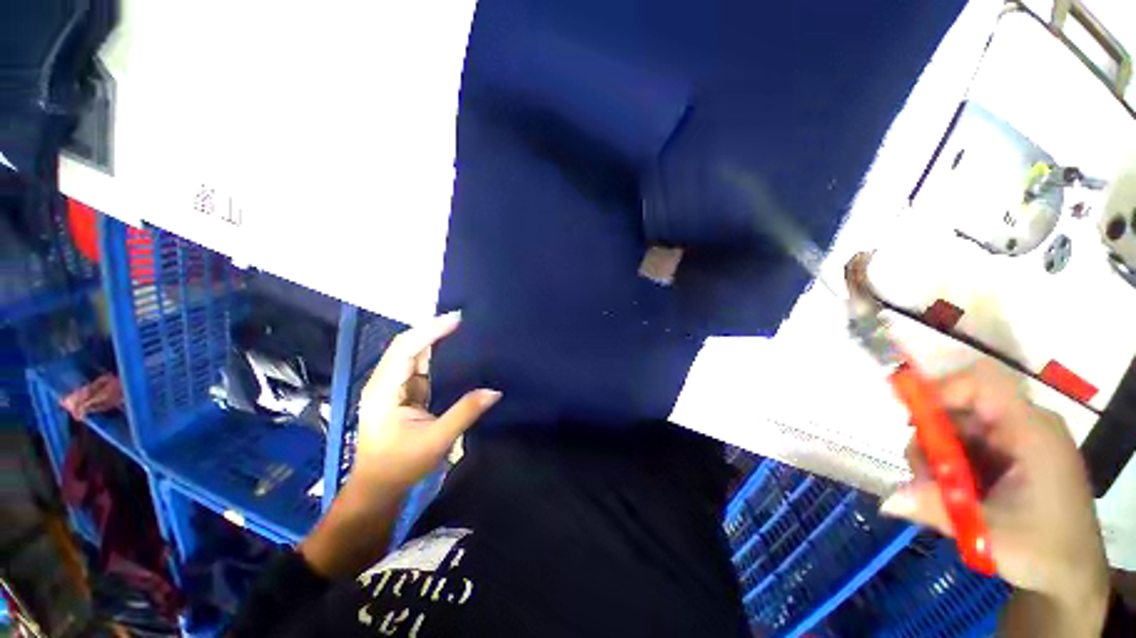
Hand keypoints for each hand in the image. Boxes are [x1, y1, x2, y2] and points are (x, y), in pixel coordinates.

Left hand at [350, 311, 500, 493]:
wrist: (378, 489)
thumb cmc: (401, 466)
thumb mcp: (436, 440)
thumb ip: (465, 413)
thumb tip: (494, 391)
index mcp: (384, 390)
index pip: (406, 349)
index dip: (430, 331)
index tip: (457, 319)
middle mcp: (385, 382)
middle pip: (406, 345)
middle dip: (432, 329)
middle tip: (462, 318)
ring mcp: (393, 386)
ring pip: (413, 353)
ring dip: (433, 338)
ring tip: (459, 326)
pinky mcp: (403, 393)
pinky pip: (420, 365)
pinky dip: (435, 353)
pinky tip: (452, 348)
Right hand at [880, 359, 1107, 623]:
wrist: (1072, 574)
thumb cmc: (1044, 549)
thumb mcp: (990, 534)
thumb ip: (939, 509)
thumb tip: (889, 499)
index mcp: (1030, 431)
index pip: (982, 383)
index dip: (941, 389)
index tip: (911, 419)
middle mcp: (1024, 426)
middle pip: (961, 408)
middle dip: (930, 437)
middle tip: (921, 475)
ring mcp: (1017, 441)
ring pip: (958, 429)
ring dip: (936, 456)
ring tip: (936, 493)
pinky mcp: (1010, 457)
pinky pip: (967, 446)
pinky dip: (949, 465)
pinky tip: (951, 494)